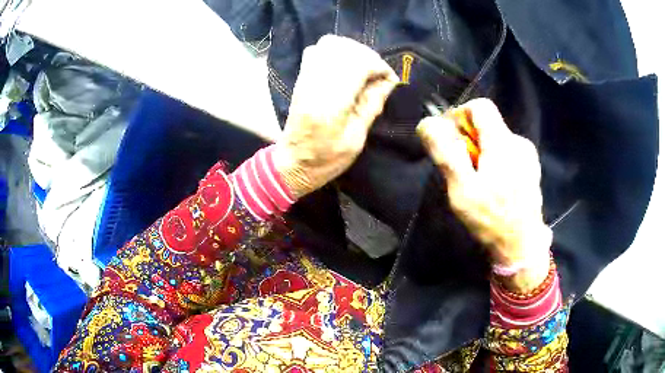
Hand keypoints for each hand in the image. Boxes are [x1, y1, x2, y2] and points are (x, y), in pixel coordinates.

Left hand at [273, 35, 398, 197]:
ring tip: (363, 68)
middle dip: (369, 56)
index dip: (379, 66)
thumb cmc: (326, 159)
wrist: (292, 163)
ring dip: (352, 51)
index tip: (390, 79)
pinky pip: (316, 50)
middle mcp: (316, 84)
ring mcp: (305, 79)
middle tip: (378, 74)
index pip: (358, 65)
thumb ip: (371, 105)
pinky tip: (345, 66)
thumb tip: (389, 81)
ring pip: (330, 44)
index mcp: (331, 104)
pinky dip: (335, 51)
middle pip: (345, 49)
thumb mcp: (356, 139)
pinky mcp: (301, 78)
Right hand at [417, 98, 551, 292]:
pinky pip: (507, 152)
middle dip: (469, 140)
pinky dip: (495, 161)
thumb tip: (428, 123)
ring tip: (478, 183)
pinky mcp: (531, 168)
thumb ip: (446, 153)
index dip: (460, 116)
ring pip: (496, 140)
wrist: (522, 246)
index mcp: (503, 142)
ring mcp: (528, 156)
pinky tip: (494, 187)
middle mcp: (519, 142)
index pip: (480, 106)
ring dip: (482, 153)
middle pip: (487, 124)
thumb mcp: (462, 189)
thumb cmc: (491, 219)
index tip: (451, 140)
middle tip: (462, 170)